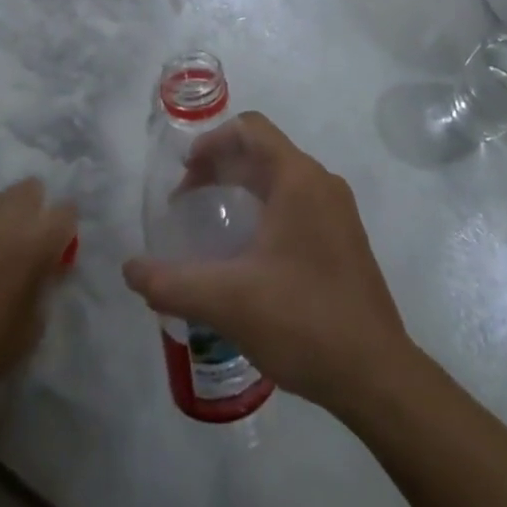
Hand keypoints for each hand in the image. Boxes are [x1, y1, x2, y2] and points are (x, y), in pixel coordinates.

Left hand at [0, 178, 77, 403]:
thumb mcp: (35, 323)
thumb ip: (44, 284)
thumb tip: (44, 270)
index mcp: (40, 241)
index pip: (67, 212)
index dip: (64, 228)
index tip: (58, 245)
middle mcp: (12, 218)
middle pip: (32, 189)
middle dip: (33, 208)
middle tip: (25, 239)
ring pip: (0, 199)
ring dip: (2, 218)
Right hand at [121, 112, 410, 412]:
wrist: (377, 377)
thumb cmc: (302, 321)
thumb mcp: (228, 301)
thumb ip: (173, 282)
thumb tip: (130, 269)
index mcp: (298, 178)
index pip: (250, 129)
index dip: (211, 141)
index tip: (184, 174)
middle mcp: (321, 183)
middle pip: (263, 152)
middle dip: (221, 166)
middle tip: (188, 199)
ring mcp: (338, 213)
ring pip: (282, 179)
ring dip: (243, 188)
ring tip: (214, 224)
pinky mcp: (345, 241)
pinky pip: (298, 204)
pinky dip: (266, 210)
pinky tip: (250, 254)